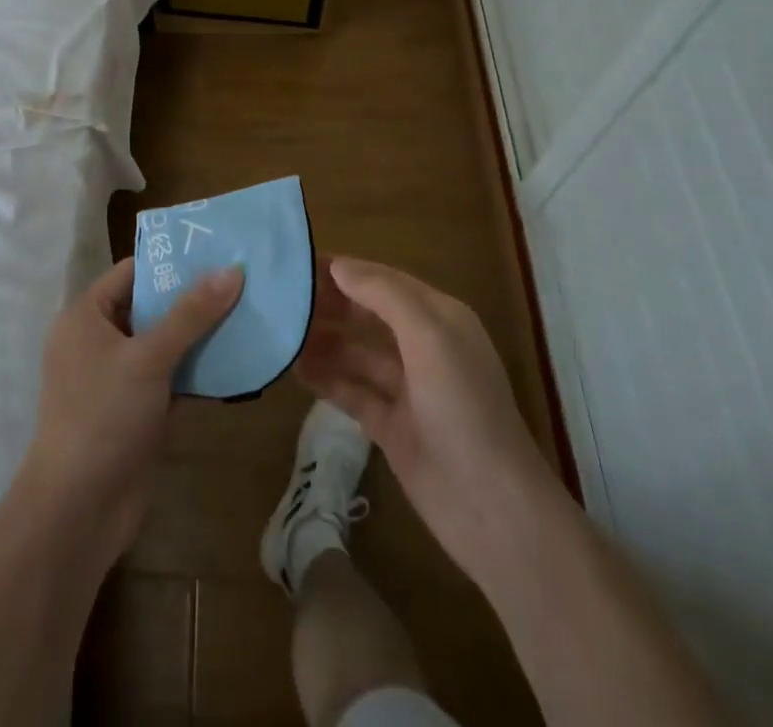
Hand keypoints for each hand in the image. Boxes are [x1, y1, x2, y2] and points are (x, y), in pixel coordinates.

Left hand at [20, 255, 242, 564]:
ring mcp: (117, 378)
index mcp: (86, 316)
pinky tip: (238, 361)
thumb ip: (192, 314)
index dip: (173, 262)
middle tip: (243, 282)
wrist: (78, 512)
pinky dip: (197, 370)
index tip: (219, 253)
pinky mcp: (135, 410)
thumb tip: (233, 269)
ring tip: (249, 314)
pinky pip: (170, 377)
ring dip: (201, 335)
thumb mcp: (149, 358)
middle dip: (194, 298)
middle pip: (152, 306)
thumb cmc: (104, 417)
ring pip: (165, 344)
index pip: (133, 272)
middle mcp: (98, 340)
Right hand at [297, 256, 561, 586]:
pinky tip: (295, 369)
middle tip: (281, 297)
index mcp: (440, 318)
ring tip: (280, 330)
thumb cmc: (463, 408)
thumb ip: (383, 295)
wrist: (492, 509)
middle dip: (331, 303)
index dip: (346, 270)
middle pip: (369, 314)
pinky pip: (353, 392)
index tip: (299, 263)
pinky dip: (327, 379)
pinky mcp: (392, 428)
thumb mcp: (428, 337)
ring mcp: (408, 390)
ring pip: (357, 353)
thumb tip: (339, 266)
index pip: (385, 281)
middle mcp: (424, 348)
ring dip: (324, 340)